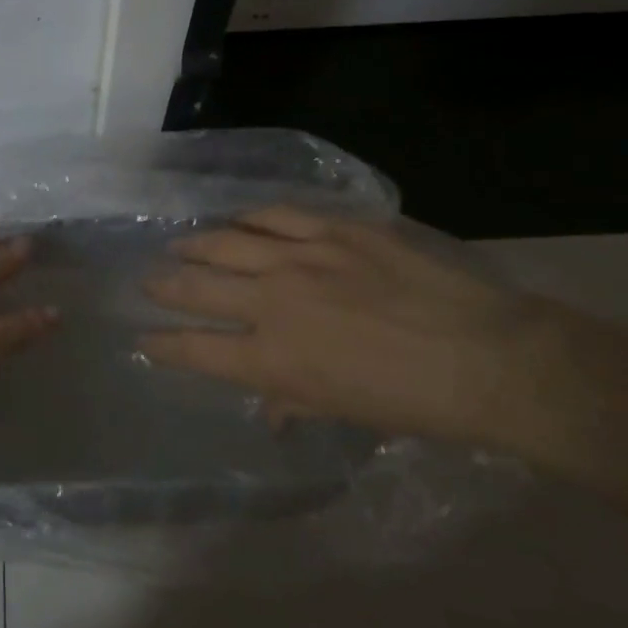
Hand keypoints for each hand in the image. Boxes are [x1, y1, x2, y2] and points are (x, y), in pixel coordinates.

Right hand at [142, 206, 561, 448]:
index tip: (143, 341)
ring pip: (227, 243)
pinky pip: (276, 216)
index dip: (163, 346)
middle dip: (165, 287)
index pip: (196, 350)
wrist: (484, 356)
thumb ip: (294, 401)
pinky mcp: (333, 229)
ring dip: (196, 246)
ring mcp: (301, 257)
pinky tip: (238, 219)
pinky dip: (250, 218)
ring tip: (179, 246)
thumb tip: (268, 407)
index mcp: (272, 358)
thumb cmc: (413, 402)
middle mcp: (272, 302)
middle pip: (199, 288)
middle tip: (148, 282)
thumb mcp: (345, 412)